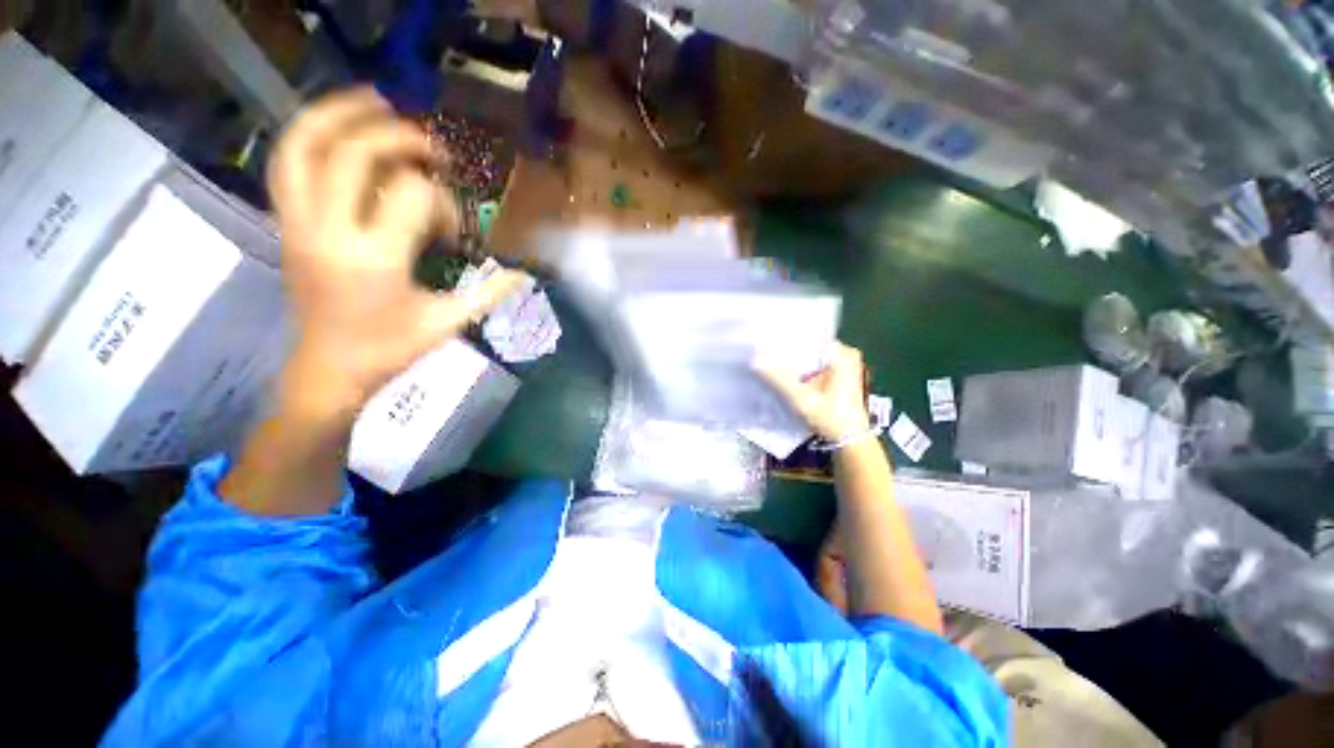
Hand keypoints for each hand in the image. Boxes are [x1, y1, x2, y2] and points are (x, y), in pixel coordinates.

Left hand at [268, 88, 521, 408]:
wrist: (327, 368)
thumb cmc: (390, 350)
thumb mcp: (448, 323)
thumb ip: (489, 294)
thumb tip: (525, 274)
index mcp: (376, 259)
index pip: (410, 195)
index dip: (441, 201)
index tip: (453, 229)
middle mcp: (329, 231)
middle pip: (353, 153)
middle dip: (398, 137)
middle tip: (432, 147)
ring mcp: (299, 223)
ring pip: (303, 145)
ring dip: (338, 113)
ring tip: (375, 102)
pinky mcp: (286, 223)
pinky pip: (285, 163)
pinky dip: (309, 133)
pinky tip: (337, 126)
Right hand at [756, 342, 869, 440]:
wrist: (849, 441)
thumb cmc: (830, 418)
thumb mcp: (802, 399)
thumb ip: (779, 379)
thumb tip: (754, 360)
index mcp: (842, 354)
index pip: (809, 337)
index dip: (787, 340)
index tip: (767, 342)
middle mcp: (845, 354)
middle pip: (809, 347)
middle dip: (788, 351)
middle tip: (763, 352)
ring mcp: (844, 365)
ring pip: (810, 357)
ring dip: (793, 362)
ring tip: (769, 360)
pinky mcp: (839, 376)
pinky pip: (814, 366)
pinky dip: (800, 370)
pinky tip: (783, 373)